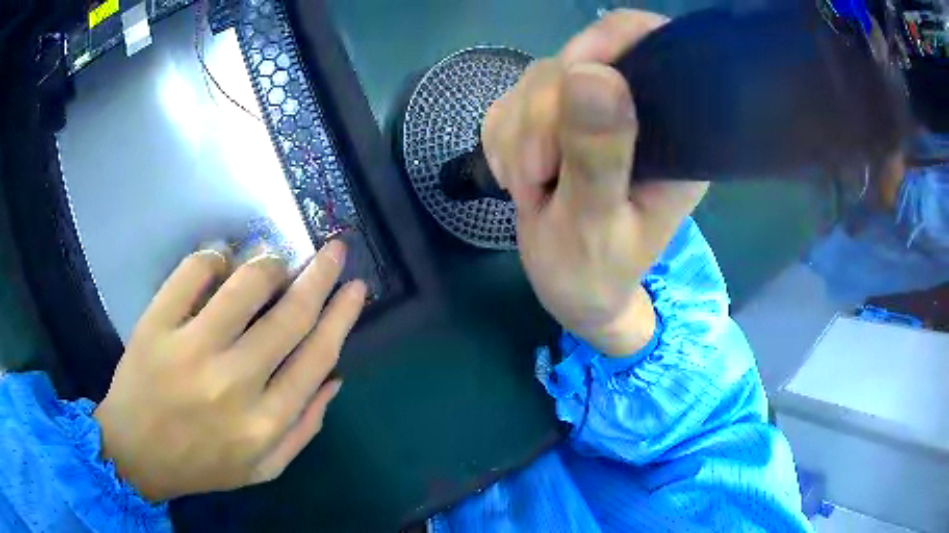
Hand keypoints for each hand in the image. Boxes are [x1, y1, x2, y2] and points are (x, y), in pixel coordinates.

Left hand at [94, 241, 366, 500]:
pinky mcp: (157, 325)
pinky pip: (194, 270)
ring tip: (274, 262)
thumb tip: (335, 377)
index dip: (342, 315)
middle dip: (320, 274)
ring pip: (246, 283)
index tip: (356, 287)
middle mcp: (233, 383)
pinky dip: (215, 257)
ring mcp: (191, 349)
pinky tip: (220, 264)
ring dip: (269, 263)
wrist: (136, 454)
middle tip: (334, 249)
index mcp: (265, 422)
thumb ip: (305, 428)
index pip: (317, 356)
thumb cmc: (202, 464)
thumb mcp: (264, 467)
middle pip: (290, 315)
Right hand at [482, 10, 707, 355]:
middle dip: (542, 118)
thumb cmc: (594, 273)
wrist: (569, 291)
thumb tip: (592, 73)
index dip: (606, 43)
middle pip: (576, 61)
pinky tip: (521, 178)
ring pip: (537, 81)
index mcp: (671, 134)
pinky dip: (503, 142)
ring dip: (518, 137)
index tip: (571, 80)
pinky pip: (511, 104)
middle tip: (538, 177)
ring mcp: (590, 112)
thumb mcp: (596, 223)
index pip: (649, 46)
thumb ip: (598, 154)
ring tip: (532, 190)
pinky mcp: (555, 120)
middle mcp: (635, 111)